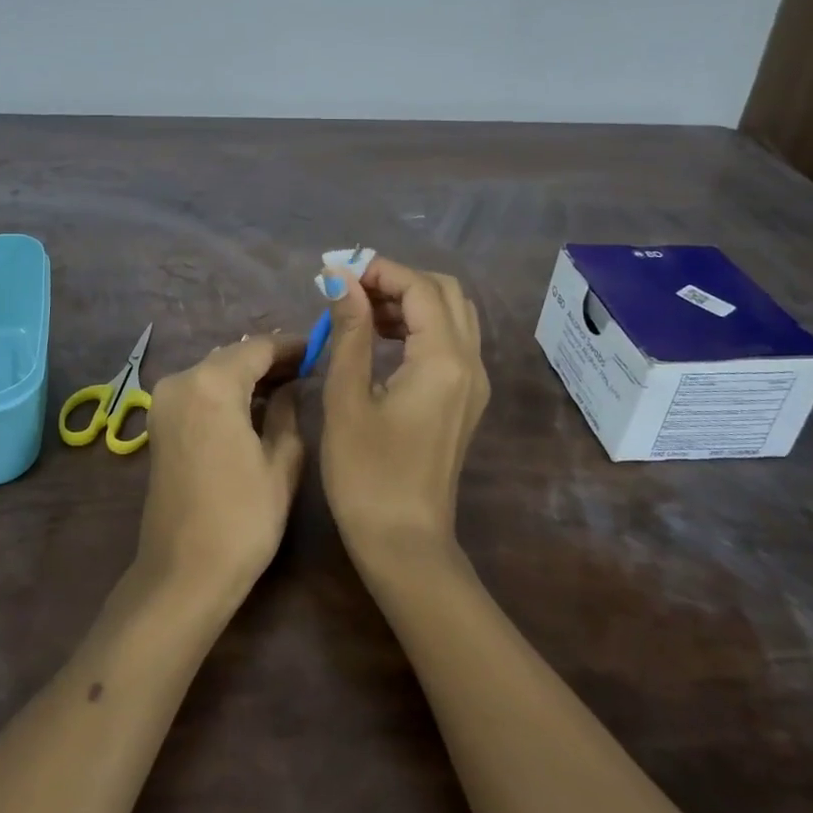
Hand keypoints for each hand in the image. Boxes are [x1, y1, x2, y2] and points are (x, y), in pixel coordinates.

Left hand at [137, 335, 306, 603]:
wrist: (184, 573)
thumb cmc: (243, 518)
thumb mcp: (281, 462)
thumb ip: (287, 412)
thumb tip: (290, 388)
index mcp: (212, 383)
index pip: (259, 348)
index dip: (291, 346)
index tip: (319, 349)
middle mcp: (182, 380)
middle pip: (233, 356)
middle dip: (269, 360)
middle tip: (307, 369)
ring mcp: (165, 401)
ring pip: (215, 371)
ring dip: (248, 375)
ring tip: (287, 386)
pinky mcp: (160, 422)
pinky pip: (200, 390)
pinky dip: (227, 391)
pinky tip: (254, 405)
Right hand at [320, 256, 489, 568]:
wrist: (404, 543)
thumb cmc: (367, 474)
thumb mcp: (347, 397)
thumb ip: (350, 331)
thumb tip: (341, 279)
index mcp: (443, 359)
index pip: (420, 287)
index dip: (379, 269)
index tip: (338, 270)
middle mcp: (470, 362)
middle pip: (445, 292)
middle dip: (398, 279)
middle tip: (351, 289)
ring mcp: (474, 382)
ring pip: (452, 315)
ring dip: (410, 301)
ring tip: (360, 310)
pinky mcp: (466, 399)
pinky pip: (451, 341)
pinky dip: (420, 325)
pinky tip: (381, 339)